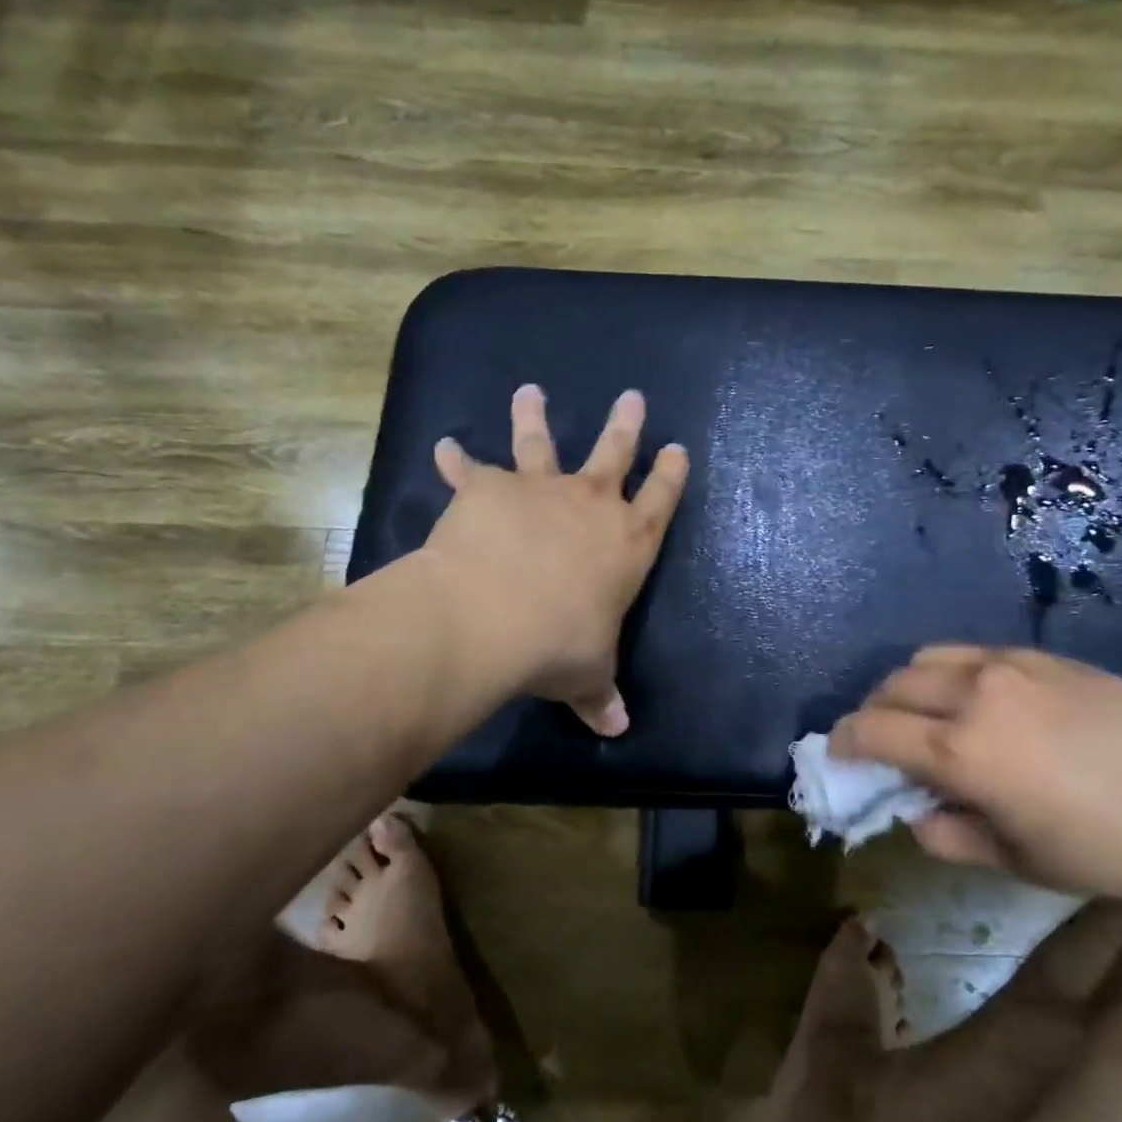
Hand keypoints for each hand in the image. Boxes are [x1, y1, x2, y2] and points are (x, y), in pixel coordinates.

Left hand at [423, 384, 688, 735]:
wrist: (495, 615)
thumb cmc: (559, 645)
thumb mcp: (587, 675)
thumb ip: (600, 695)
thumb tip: (616, 729)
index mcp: (627, 544)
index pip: (661, 499)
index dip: (670, 474)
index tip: (676, 447)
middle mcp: (590, 505)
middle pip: (614, 453)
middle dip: (625, 425)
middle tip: (631, 396)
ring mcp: (540, 490)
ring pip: (542, 442)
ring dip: (534, 416)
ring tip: (530, 391)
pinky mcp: (489, 489)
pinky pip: (470, 469)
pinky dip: (456, 460)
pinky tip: (444, 447)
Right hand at [830, 647, 1121, 902]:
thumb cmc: (1108, 847)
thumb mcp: (1020, 862)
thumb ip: (950, 837)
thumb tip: (916, 815)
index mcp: (960, 751)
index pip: (872, 731)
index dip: (844, 742)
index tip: (838, 756)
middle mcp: (973, 695)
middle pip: (892, 686)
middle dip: (872, 713)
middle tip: (881, 741)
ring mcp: (1008, 667)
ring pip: (927, 658)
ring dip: (908, 686)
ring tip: (925, 714)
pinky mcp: (1040, 655)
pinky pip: (973, 653)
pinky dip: (952, 673)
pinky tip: (979, 700)